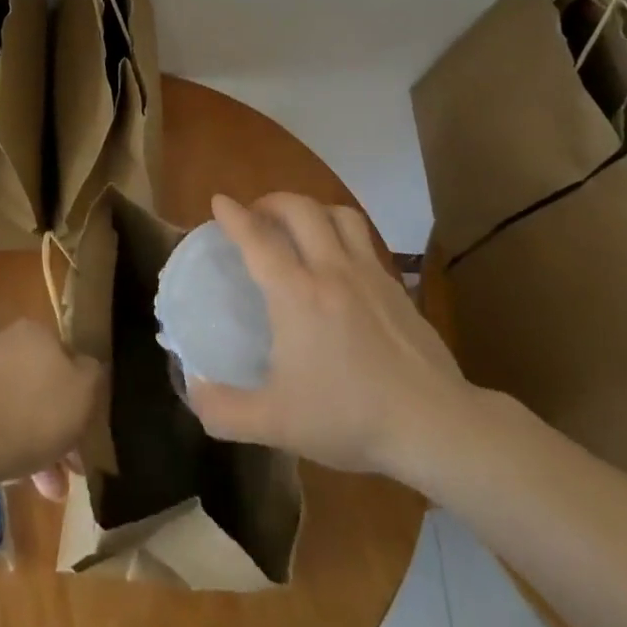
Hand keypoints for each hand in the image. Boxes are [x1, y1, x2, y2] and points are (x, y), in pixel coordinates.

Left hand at [0, 317, 101, 499]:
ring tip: (51, 488)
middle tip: (72, 464)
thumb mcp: (85, 389)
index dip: (81, 392)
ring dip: (39, 446)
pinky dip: (13, 449)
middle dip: (60, 428)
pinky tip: (24, 483)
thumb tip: (89, 368)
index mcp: (35, 331)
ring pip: (21, 410)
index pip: (67, 356)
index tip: (88, 425)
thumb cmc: (37, 409)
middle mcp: (5, 344)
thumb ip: (93, 373)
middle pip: (43, 387)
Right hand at [187, 193, 473, 478]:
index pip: (258, 239)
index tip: (219, 201)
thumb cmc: (349, 417)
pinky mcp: (396, 286)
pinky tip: (339, 261)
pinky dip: (342, 233)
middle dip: (272, 201)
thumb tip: (192, 391)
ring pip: (339, 214)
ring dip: (311, 209)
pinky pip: (364, 239)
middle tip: (257, 215)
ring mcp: (369, 274)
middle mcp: (332, 270)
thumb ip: (224, 411)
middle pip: (300, 209)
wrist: (434, 424)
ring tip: (298, 226)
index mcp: (297, 294)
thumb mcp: (276, 424)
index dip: (234, 216)